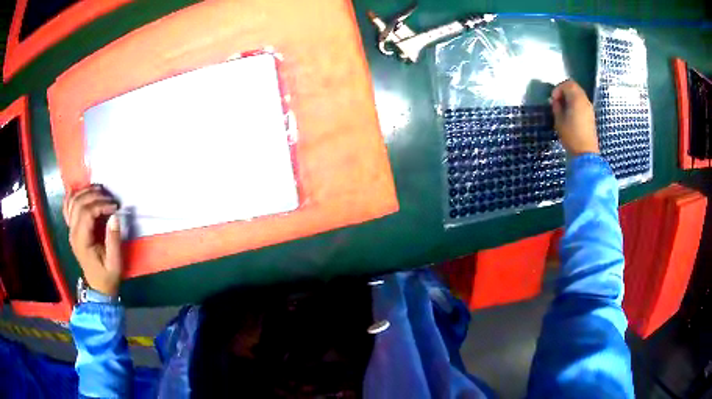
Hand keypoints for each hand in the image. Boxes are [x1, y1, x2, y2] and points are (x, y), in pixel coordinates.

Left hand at [63, 185, 122, 296]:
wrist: (98, 287)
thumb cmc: (107, 276)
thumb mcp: (115, 262)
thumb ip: (113, 240)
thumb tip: (115, 216)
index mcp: (82, 241)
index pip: (86, 213)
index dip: (101, 205)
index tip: (115, 207)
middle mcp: (73, 232)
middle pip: (79, 203)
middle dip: (95, 196)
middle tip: (110, 198)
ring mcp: (71, 229)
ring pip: (73, 201)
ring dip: (86, 192)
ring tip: (100, 191)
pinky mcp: (72, 228)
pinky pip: (68, 206)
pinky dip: (74, 195)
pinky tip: (82, 192)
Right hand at [550, 80, 598, 155]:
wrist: (586, 153)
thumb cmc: (571, 136)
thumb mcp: (559, 121)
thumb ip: (556, 107)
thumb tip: (556, 101)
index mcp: (576, 99)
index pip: (567, 84)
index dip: (558, 89)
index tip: (553, 99)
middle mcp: (585, 100)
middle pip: (574, 87)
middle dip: (564, 91)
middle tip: (557, 102)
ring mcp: (589, 108)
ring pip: (579, 95)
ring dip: (570, 98)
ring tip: (563, 109)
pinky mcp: (591, 116)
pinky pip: (582, 103)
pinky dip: (575, 104)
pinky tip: (570, 115)